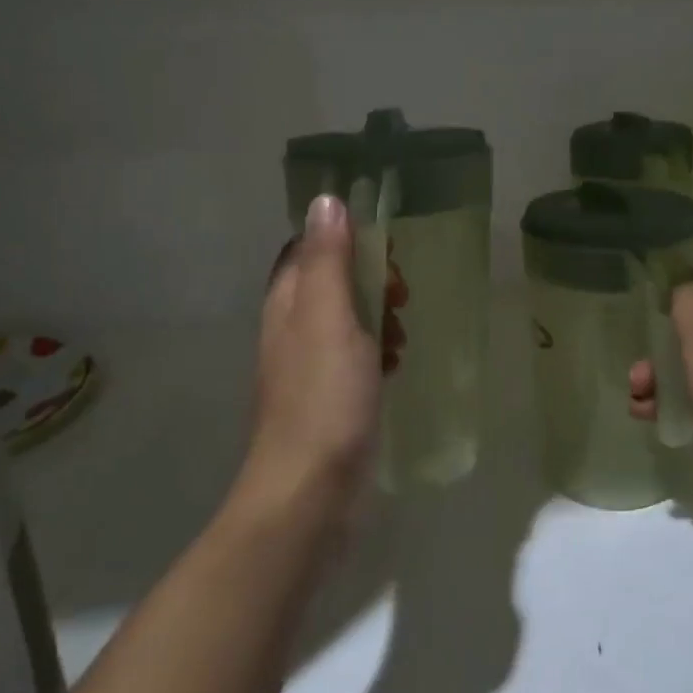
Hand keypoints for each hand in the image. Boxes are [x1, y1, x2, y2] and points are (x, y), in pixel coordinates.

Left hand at [238, 194, 379, 527]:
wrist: (309, 492)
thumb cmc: (323, 399)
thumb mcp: (330, 318)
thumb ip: (328, 260)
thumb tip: (324, 200)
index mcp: (287, 303)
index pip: (307, 250)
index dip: (344, 239)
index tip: (384, 248)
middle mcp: (291, 330)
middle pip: (330, 284)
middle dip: (369, 280)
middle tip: (402, 295)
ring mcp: (308, 369)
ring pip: (346, 322)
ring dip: (377, 317)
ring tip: (404, 333)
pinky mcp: (328, 401)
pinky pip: (354, 359)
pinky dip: (377, 353)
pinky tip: (396, 368)